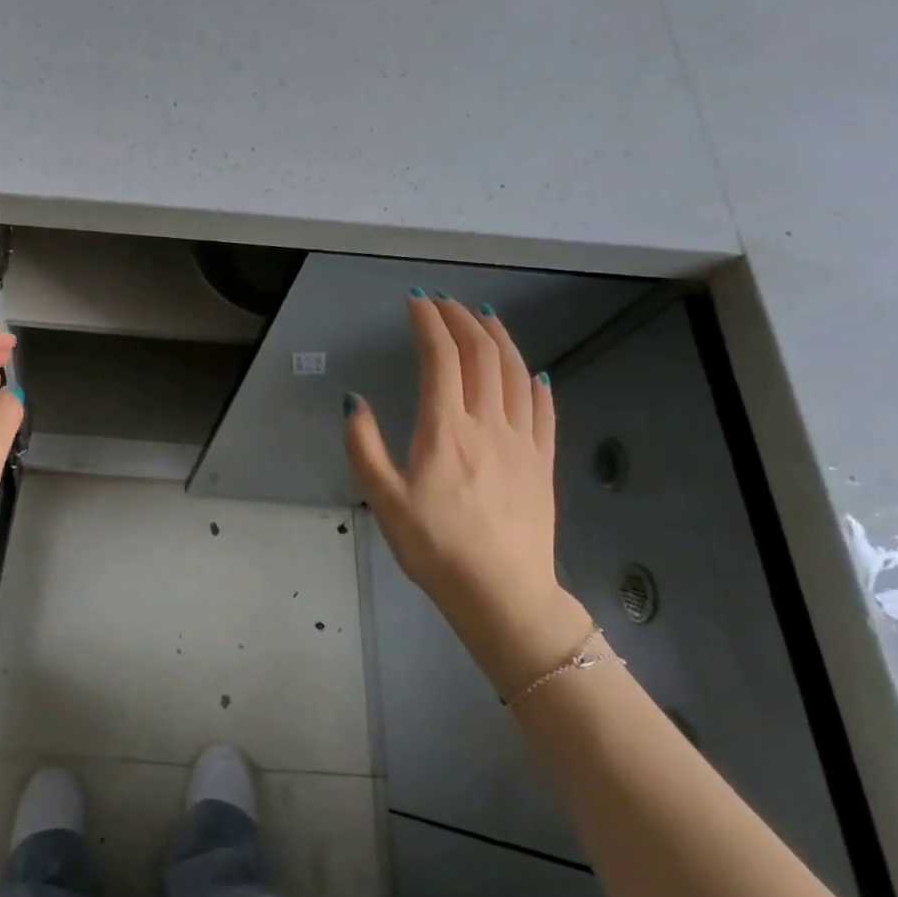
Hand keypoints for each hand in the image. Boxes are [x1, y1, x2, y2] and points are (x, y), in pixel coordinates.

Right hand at [344, 295, 588, 688]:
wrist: (502, 593)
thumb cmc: (434, 547)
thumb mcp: (383, 499)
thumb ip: (363, 446)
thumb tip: (353, 401)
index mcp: (445, 429)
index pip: (441, 358)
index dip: (428, 323)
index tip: (415, 303)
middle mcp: (487, 424)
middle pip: (481, 355)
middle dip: (462, 320)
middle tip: (444, 303)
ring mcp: (522, 441)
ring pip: (516, 373)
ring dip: (499, 338)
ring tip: (485, 317)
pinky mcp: (542, 461)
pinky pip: (544, 409)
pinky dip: (535, 380)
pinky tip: (531, 371)